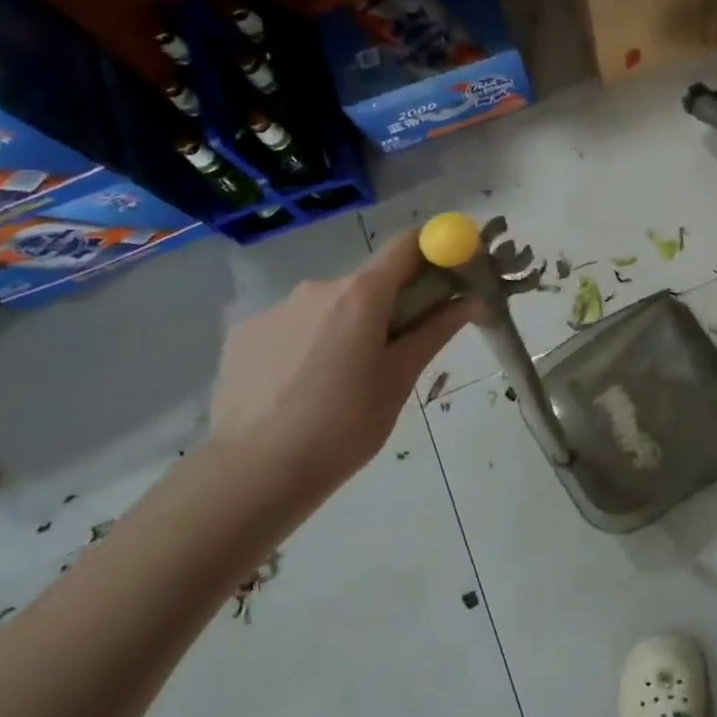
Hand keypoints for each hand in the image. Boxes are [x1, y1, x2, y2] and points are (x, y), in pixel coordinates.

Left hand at [209, 230, 482, 493]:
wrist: (254, 473)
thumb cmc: (344, 425)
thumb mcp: (401, 378)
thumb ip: (435, 330)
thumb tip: (471, 300)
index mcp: (362, 293)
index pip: (407, 244)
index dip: (435, 251)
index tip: (450, 277)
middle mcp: (318, 286)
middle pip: (369, 280)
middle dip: (390, 304)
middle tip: (396, 352)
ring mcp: (276, 308)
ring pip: (330, 305)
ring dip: (346, 326)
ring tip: (342, 381)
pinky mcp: (245, 333)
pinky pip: (293, 325)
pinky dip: (308, 343)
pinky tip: (302, 388)